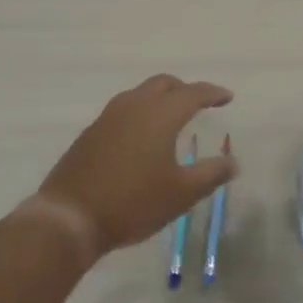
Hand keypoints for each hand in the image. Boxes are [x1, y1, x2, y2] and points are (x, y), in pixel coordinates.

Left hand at [35, 75, 236, 255]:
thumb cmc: (133, 203)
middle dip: (184, 89)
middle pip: (163, 84)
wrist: (69, 218)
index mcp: (160, 115)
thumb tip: (233, 162)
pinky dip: (140, 113)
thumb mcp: (181, 193)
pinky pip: (123, 110)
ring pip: (140, 94)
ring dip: (159, 99)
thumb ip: (210, 174)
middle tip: (199, 104)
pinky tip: (141, 138)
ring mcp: (108, 117)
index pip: (192, 93)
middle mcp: (134, 106)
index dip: (212, 93)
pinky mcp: (91, 133)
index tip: (227, 97)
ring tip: (171, 118)